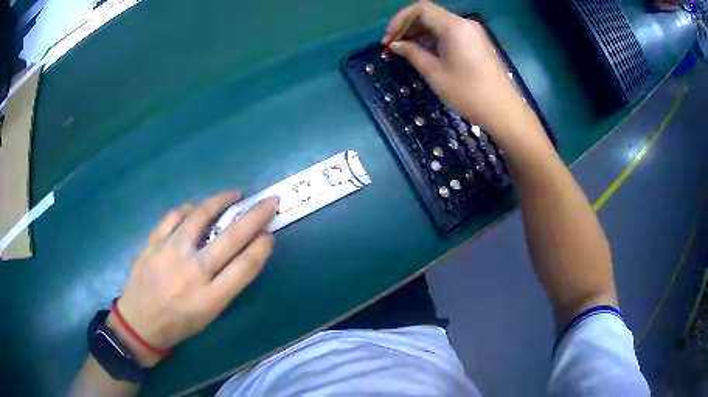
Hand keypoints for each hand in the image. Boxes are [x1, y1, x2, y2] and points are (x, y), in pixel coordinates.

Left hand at [110, 191, 276, 365]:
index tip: (269, 234)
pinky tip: (196, 207)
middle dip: (255, 216)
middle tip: (269, 201)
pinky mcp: (154, 242)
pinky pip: (174, 216)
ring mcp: (171, 253)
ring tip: (234, 194)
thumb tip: (244, 252)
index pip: (246, 266)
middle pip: (231, 237)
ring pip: (200, 216)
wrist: (140, 321)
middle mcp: (193, 272)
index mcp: (211, 297)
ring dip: (221, 201)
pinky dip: (189, 208)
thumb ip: (227, 284)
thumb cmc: (179, 323)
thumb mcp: (210, 314)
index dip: (262, 247)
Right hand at [383, 1, 527, 132]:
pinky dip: (435, 39)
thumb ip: (412, 53)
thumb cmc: (468, 93)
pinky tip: (425, 53)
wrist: (503, 111)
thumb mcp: (435, 73)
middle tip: (394, 46)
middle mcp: (464, 23)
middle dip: (408, 27)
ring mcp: (472, 32)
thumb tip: (395, 45)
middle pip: (429, 14)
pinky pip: (450, 33)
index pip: (420, 9)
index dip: (400, 19)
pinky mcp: (477, 42)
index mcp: (453, 26)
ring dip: (420, 34)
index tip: (390, 38)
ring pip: (439, 23)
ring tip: (407, 51)